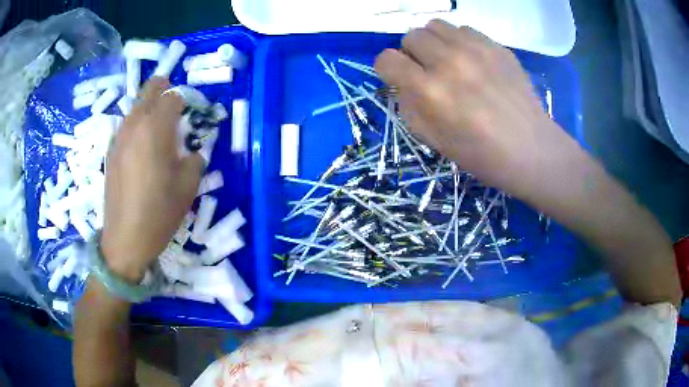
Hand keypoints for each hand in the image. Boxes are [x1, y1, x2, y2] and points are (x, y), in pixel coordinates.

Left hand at [101, 77, 202, 281]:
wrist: (125, 239)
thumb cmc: (158, 213)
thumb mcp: (187, 187)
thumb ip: (194, 160)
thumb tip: (192, 152)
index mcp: (155, 129)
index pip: (172, 97)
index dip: (184, 102)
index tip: (189, 116)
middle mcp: (135, 125)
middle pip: (149, 90)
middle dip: (163, 90)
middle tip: (174, 107)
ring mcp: (119, 138)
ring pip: (135, 107)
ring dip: (149, 109)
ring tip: (158, 130)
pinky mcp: (111, 152)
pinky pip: (126, 126)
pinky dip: (136, 126)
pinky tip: (141, 149)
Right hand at [375, 20, 563, 198]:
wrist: (531, 149)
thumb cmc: (481, 154)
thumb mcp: (433, 140)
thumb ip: (409, 105)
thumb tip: (402, 82)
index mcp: (430, 90)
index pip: (386, 59)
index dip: (389, 69)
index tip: (400, 78)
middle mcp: (449, 61)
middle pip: (411, 36)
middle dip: (413, 54)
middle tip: (428, 71)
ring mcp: (475, 49)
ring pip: (435, 26)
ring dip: (435, 42)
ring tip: (449, 62)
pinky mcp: (496, 45)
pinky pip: (464, 30)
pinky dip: (460, 42)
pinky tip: (473, 61)